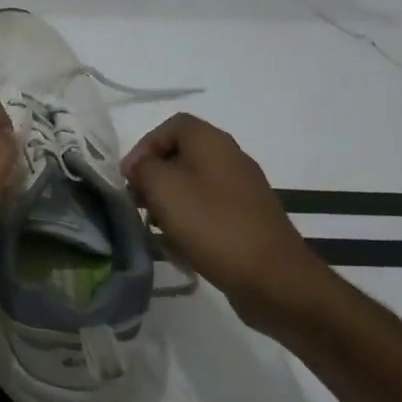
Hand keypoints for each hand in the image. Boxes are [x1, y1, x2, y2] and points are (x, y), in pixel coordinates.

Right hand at [122, 113, 338, 335]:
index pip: (172, 125)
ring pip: (194, 184)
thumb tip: (141, 167)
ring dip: (168, 201)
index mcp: (212, 142)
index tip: (129, 176)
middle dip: (154, 176)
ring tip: (153, 226)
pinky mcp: (247, 219)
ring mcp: (242, 190)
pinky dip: (188, 220)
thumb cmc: (212, 224)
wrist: (273, 276)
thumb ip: (144, 168)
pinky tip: (178, 245)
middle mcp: (230, 158)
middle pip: (182, 155)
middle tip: (136, 202)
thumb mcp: (164, 188)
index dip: (145, 145)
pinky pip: (209, 209)